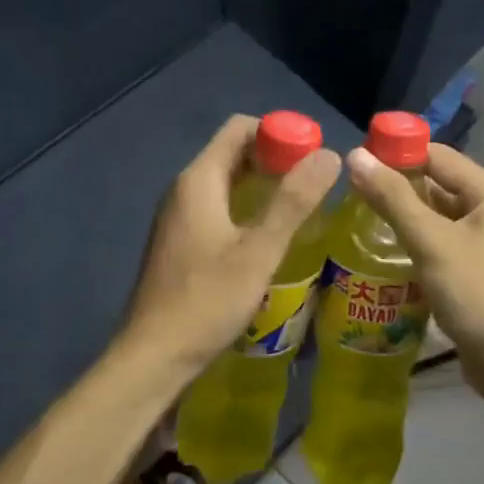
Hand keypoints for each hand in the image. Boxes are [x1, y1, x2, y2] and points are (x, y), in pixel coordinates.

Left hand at [123, 115, 340, 378]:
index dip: (279, 131)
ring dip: (263, 186)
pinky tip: (269, 237)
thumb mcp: (258, 251)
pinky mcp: (180, 243)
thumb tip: (329, 154)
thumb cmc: (206, 301)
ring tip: (302, 207)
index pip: (239, 128)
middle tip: (316, 183)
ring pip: (226, 184)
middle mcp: (184, 190)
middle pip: (233, 154)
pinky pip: (218, 209)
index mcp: (199, 181)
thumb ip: (293, 202)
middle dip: (276, 159)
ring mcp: (178, 218)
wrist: (154, 355)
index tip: (314, 154)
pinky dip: (246, 209)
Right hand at [346, 142, 483, 396]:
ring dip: (402, 217)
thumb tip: (355, 156)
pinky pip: (440, 243)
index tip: (354, 161)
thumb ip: (393, 199)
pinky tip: (382, 251)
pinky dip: (414, 242)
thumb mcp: (431, 242)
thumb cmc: (477, 294)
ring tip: (355, 218)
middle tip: (348, 193)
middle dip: (396, 187)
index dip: (396, 153)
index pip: (437, 156)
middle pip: (437, 185)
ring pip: (436, 217)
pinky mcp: (476, 269)